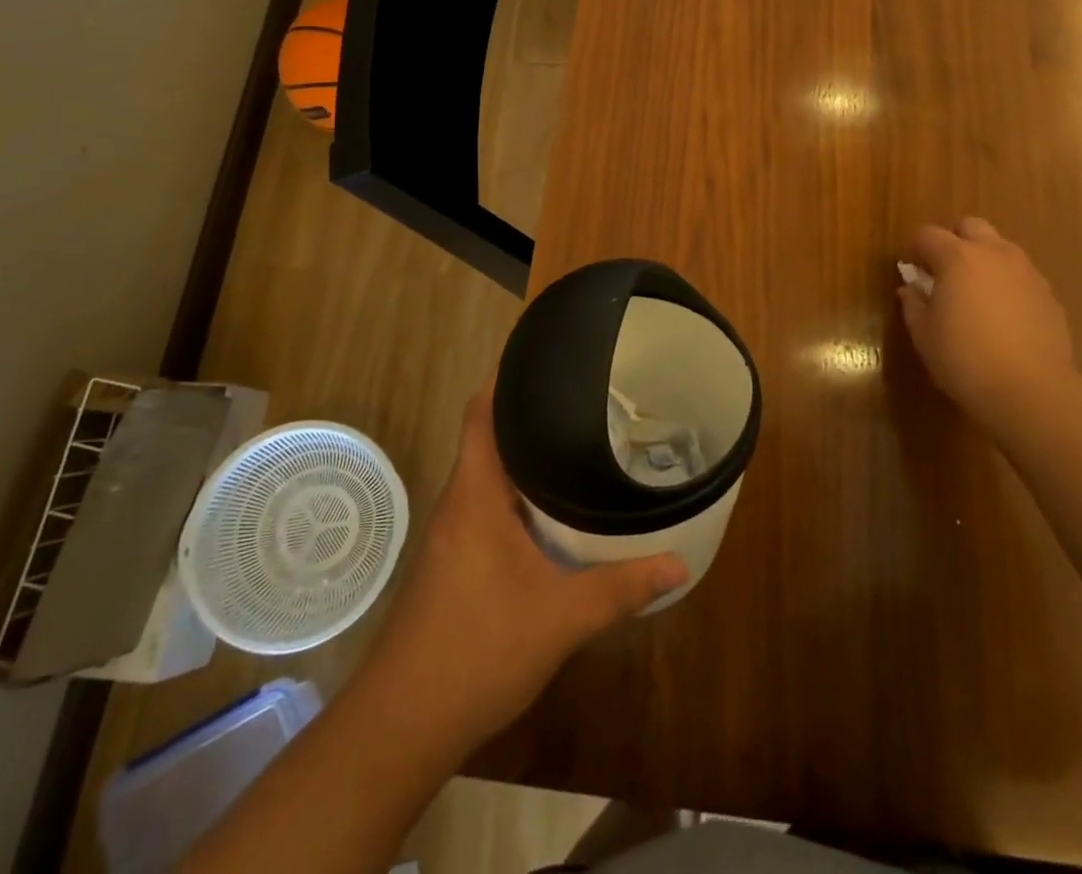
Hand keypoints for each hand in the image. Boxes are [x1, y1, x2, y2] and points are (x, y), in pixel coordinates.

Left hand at [363, 391, 687, 756]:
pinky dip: (520, 494)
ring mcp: (452, 533)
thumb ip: (621, 589)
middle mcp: (459, 502)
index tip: (547, 356)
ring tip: (579, 442)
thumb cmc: (476, 651)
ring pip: (490, 473)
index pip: (481, 411)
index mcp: (476, 493)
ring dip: (526, 457)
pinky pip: (488, 504)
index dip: (507, 377)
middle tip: (587, 400)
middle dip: (533, 414)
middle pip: (490, 435)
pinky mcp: (453, 561)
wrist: (401, 726)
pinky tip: (554, 510)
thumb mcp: (560, 619)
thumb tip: (679, 564)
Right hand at [897, 218, 1079, 432]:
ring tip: (974, 295)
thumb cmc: (965, 359)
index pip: (927, 234)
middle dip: (954, 241)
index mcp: (958, 257)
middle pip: (971, 227)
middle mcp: (995, 254)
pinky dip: (1006, 285)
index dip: (913, 248)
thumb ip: (914, 304)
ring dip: (983, 261)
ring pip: (1001, 249)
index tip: (909, 269)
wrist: (1032, 391)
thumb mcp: (924, 335)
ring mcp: (1027, 273)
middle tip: (944, 273)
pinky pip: (1021, 276)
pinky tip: (1001, 317)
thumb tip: (911, 289)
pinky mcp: (1049, 295)